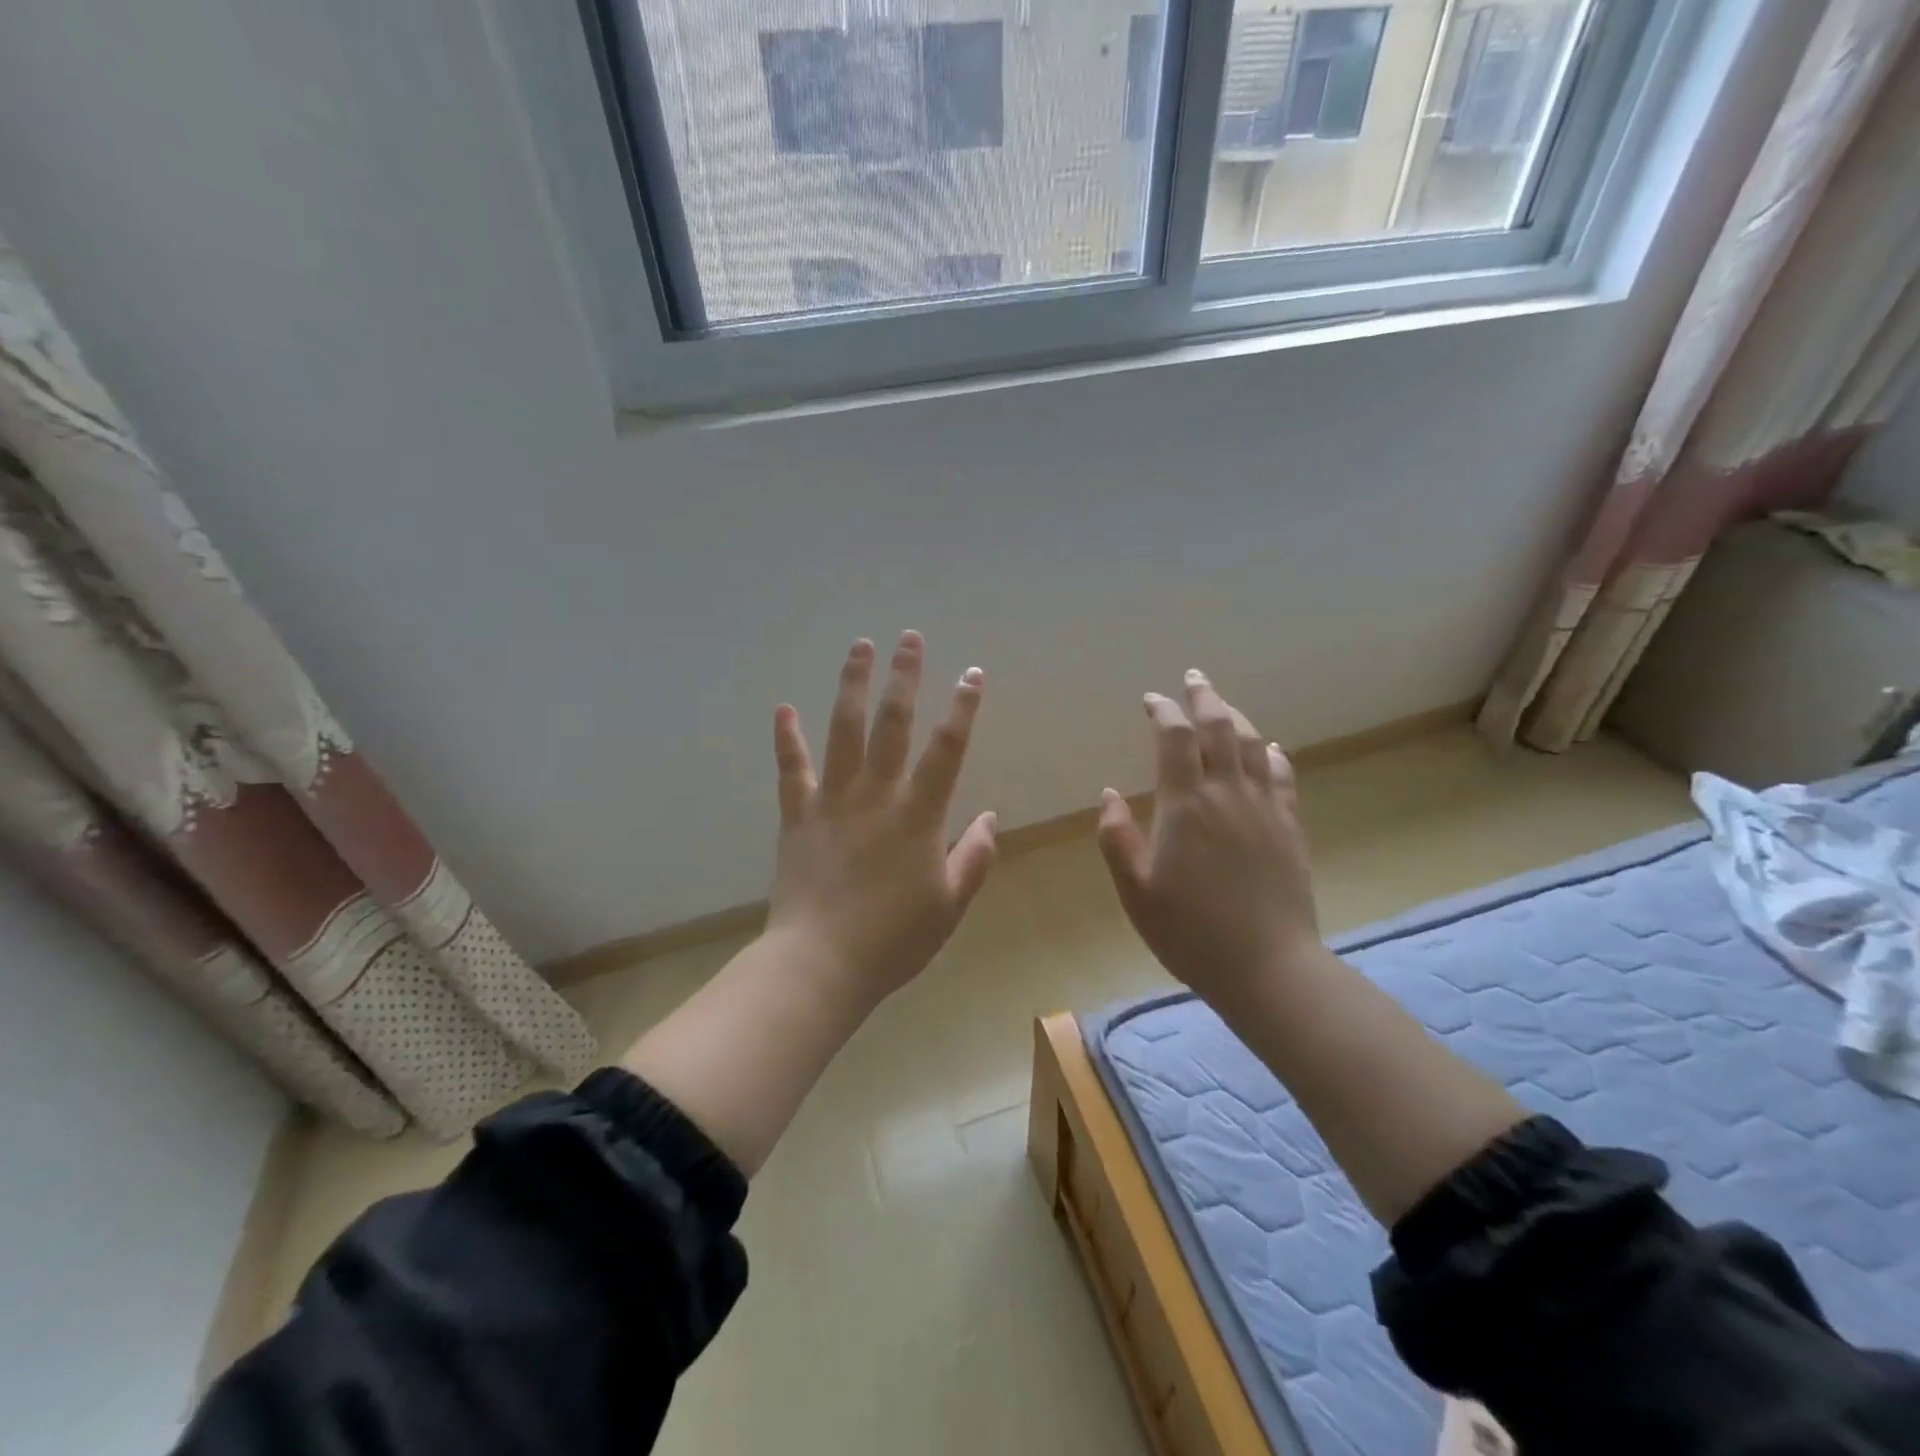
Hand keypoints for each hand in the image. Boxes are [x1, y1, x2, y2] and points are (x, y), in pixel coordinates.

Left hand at [764, 632, 996, 1005]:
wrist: (821, 963)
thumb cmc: (894, 939)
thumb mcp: (949, 904)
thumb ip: (974, 857)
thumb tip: (991, 816)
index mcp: (919, 815)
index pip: (947, 749)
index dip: (962, 708)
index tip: (971, 673)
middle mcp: (877, 795)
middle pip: (893, 724)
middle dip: (904, 678)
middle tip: (910, 639)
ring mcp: (833, 801)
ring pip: (843, 730)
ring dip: (852, 685)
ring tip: (859, 647)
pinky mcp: (798, 816)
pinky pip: (792, 770)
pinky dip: (786, 738)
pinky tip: (783, 708)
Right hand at [1096, 670, 1320, 1008]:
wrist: (1267, 967)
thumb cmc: (1189, 932)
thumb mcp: (1135, 890)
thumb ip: (1116, 838)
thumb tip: (1109, 794)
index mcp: (1185, 805)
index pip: (1174, 739)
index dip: (1163, 711)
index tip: (1151, 699)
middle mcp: (1227, 794)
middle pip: (1219, 728)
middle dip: (1204, 698)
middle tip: (1193, 679)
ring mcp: (1264, 809)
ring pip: (1254, 745)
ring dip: (1236, 717)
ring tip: (1223, 705)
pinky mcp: (1289, 828)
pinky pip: (1283, 777)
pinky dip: (1273, 755)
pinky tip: (1269, 748)